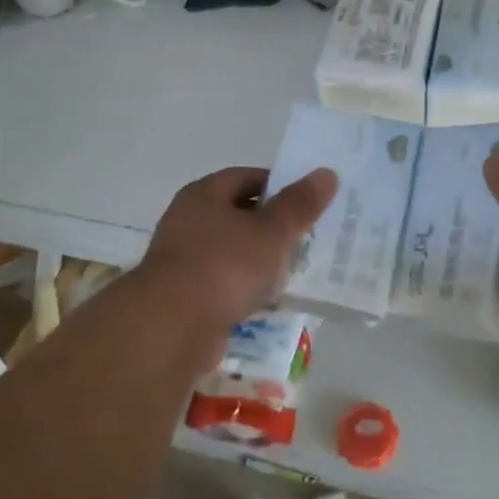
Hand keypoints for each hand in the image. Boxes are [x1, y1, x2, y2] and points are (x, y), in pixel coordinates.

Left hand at [137, 166, 338, 358]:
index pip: (245, 177)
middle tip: (304, 236)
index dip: (277, 185)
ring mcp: (183, 259)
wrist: (172, 326)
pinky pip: (222, 282)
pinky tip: (267, 301)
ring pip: (231, 251)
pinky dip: (244, 288)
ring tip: (292, 270)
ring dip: (258, 259)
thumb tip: (326, 173)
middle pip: (237, 214)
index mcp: (204, 195)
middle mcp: (187, 221)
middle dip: (270, 225)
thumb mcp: (270, 232)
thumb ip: (298, 205)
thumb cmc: (224, 266)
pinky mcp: (184, 295)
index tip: (305, 201)